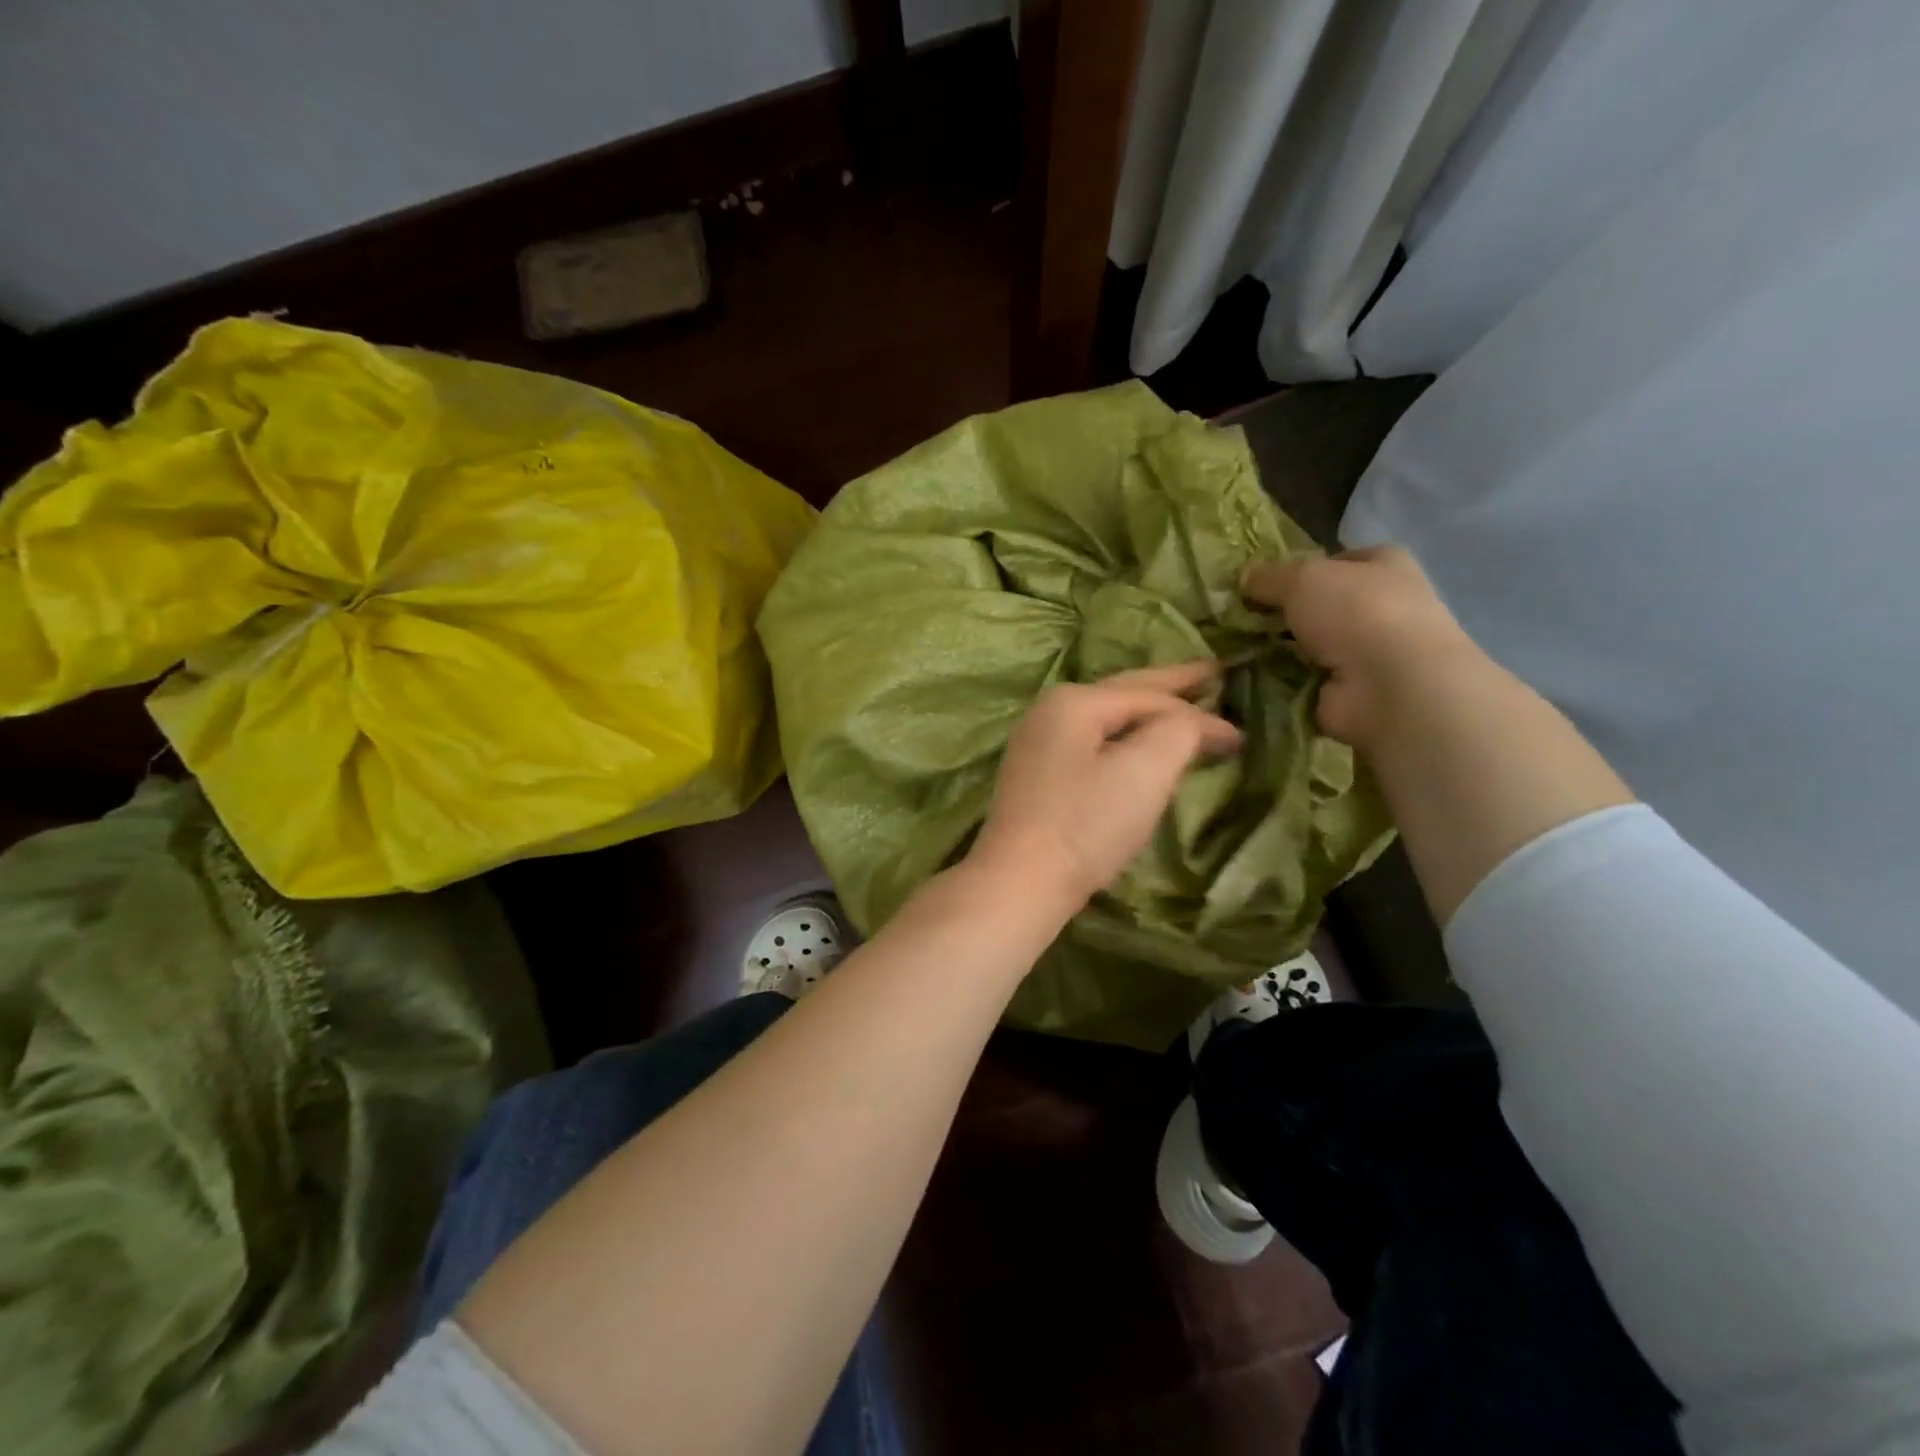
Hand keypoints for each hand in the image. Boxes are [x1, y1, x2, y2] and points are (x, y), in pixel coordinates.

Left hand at [967, 661, 1242, 910]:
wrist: (1020, 882)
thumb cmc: (1086, 823)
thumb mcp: (1145, 770)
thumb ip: (1178, 730)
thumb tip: (1193, 720)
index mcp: (1074, 702)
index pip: (1150, 696)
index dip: (1199, 712)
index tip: (1241, 734)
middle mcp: (1049, 713)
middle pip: (1123, 694)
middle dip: (1169, 687)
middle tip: (1211, 673)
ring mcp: (1037, 745)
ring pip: (1106, 721)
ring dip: (1147, 717)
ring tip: (1182, 710)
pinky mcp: (1036, 779)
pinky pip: (1092, 746)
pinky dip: (1124, 742)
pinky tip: (1136, 750)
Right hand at [1242, 545, 1478, 747]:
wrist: (1390, 687)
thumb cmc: (1355, 613)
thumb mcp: (1301, 578)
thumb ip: (1269, 576)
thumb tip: (1245, 577)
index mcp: (1385, 565)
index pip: (1338, 561)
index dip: (1300, 569)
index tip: (1262, 584)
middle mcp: (1383, 606)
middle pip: (1322, 605)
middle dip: (1285, 613)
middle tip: (1241, 618)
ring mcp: (1370, 653)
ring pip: (1311, 644)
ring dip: (1280, 650)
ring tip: (1237, 649)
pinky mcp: (1352, 691)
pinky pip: (1304, 681)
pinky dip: (1281, 682)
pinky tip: (1252, 679)